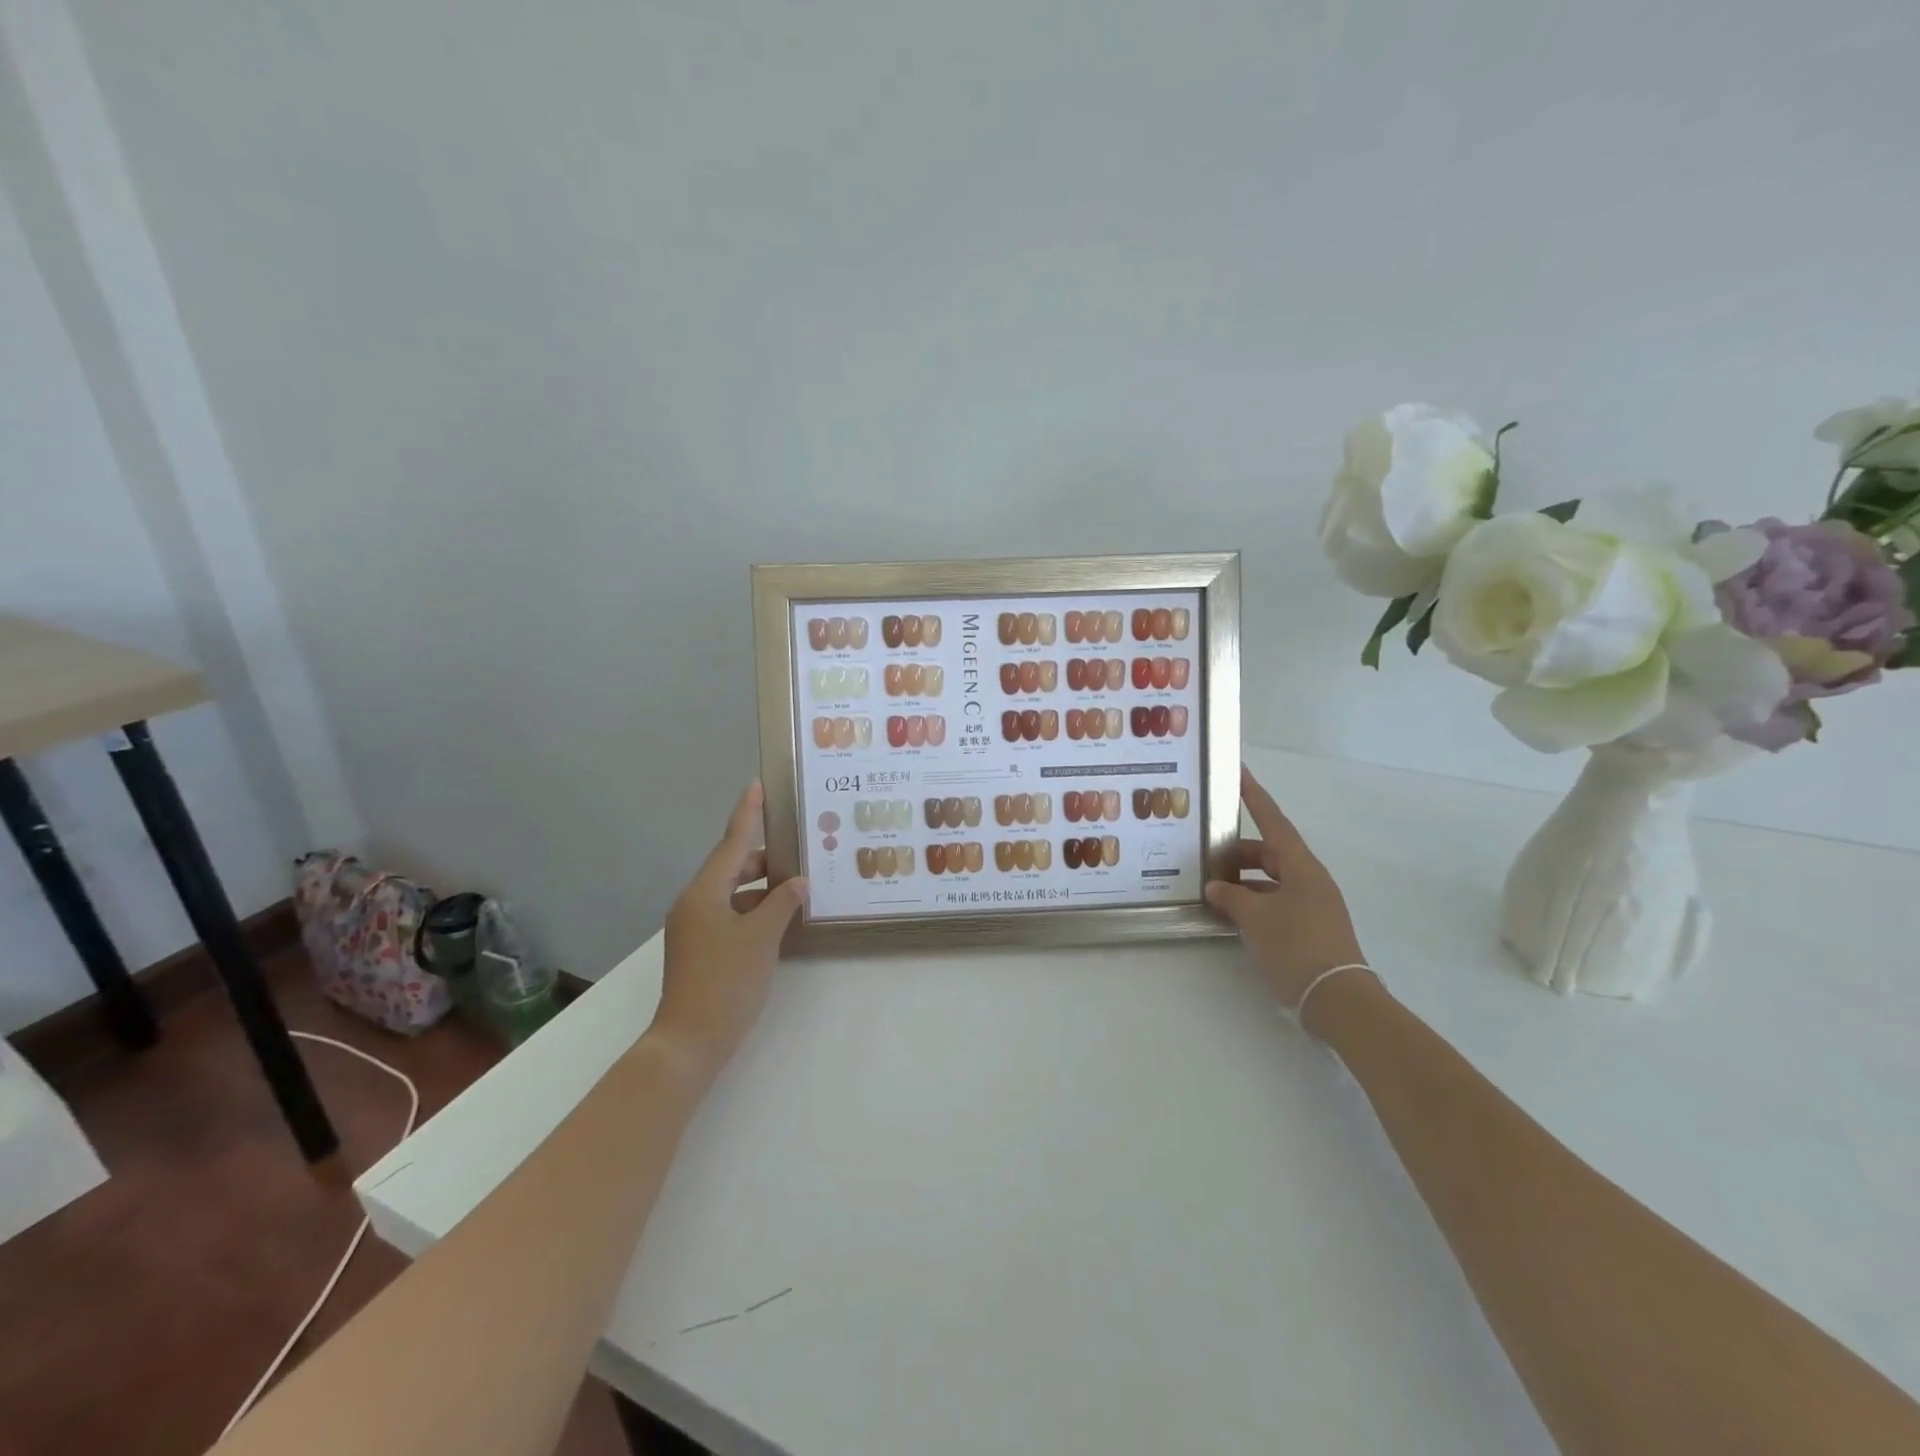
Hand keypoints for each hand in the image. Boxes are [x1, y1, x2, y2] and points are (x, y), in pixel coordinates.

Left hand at [652, 782, 807, 1074]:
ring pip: (733, 893)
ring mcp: (695, 928)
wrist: (690, 1042)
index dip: (747, 814)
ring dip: (762, 888)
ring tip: (796, 885)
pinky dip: (754, 911)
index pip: (732, 843)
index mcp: (704, 893)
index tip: (756, 786)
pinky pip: (730, 915)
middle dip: (764, 858)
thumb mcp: (762, 939)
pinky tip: (780, 919)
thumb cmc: (726, 982)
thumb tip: (797, 882)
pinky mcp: (701, 949)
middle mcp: (695, 904)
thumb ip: (782, 904)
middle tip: (798, 848)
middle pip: (732, 867)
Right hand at [1205, 768, 1366, 1010]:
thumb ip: (1232, 897)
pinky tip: (1231, 914)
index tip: (1238, 772)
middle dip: (1237, 852)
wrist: (1338, 999)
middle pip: (1269, 852)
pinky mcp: (1309, 926)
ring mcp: (1312, 903)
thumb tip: (1216, 887)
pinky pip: (1275, 900)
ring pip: (1271, 878)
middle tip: (1205, 854)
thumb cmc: (1297, 947)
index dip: (1254, 796)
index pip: (1272, 821)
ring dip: (1243, 880)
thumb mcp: (1255, 918)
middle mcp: (1309, 878)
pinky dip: (1253, 901)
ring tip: (1212, 888)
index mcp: (1301, 866)